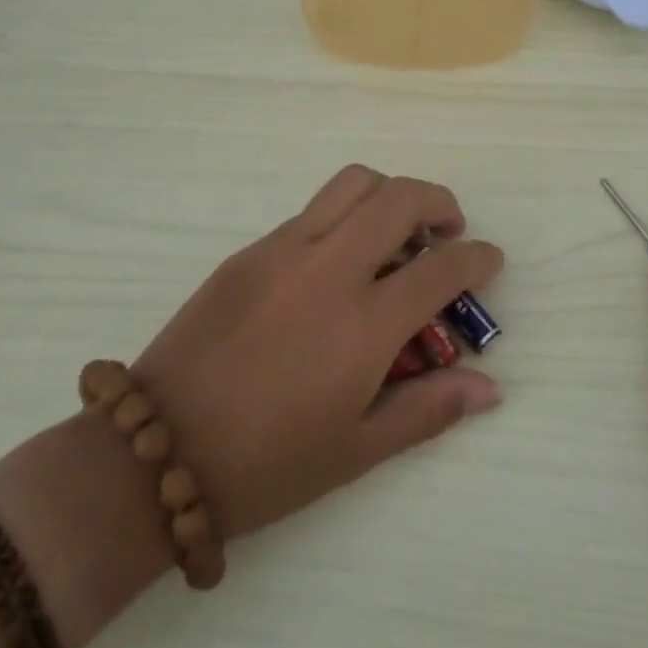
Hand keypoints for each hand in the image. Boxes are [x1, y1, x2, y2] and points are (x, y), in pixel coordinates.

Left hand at [129, 166, 503, 538]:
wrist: (156, 450)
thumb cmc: (266, 464)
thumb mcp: (356, 450)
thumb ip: (428, 409)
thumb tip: (490, 387)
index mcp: (364, 324)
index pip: (442, 268)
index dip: (478, 257)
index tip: (490, 260)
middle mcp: (330, 268)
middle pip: (401, 198)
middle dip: (440, 202)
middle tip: (448, 230)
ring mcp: (286, 249)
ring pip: (354, 183)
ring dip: (390, 194)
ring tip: (397, 230)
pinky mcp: (251, 248)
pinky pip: (313, 210)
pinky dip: (345, 216)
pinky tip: (340, 260)